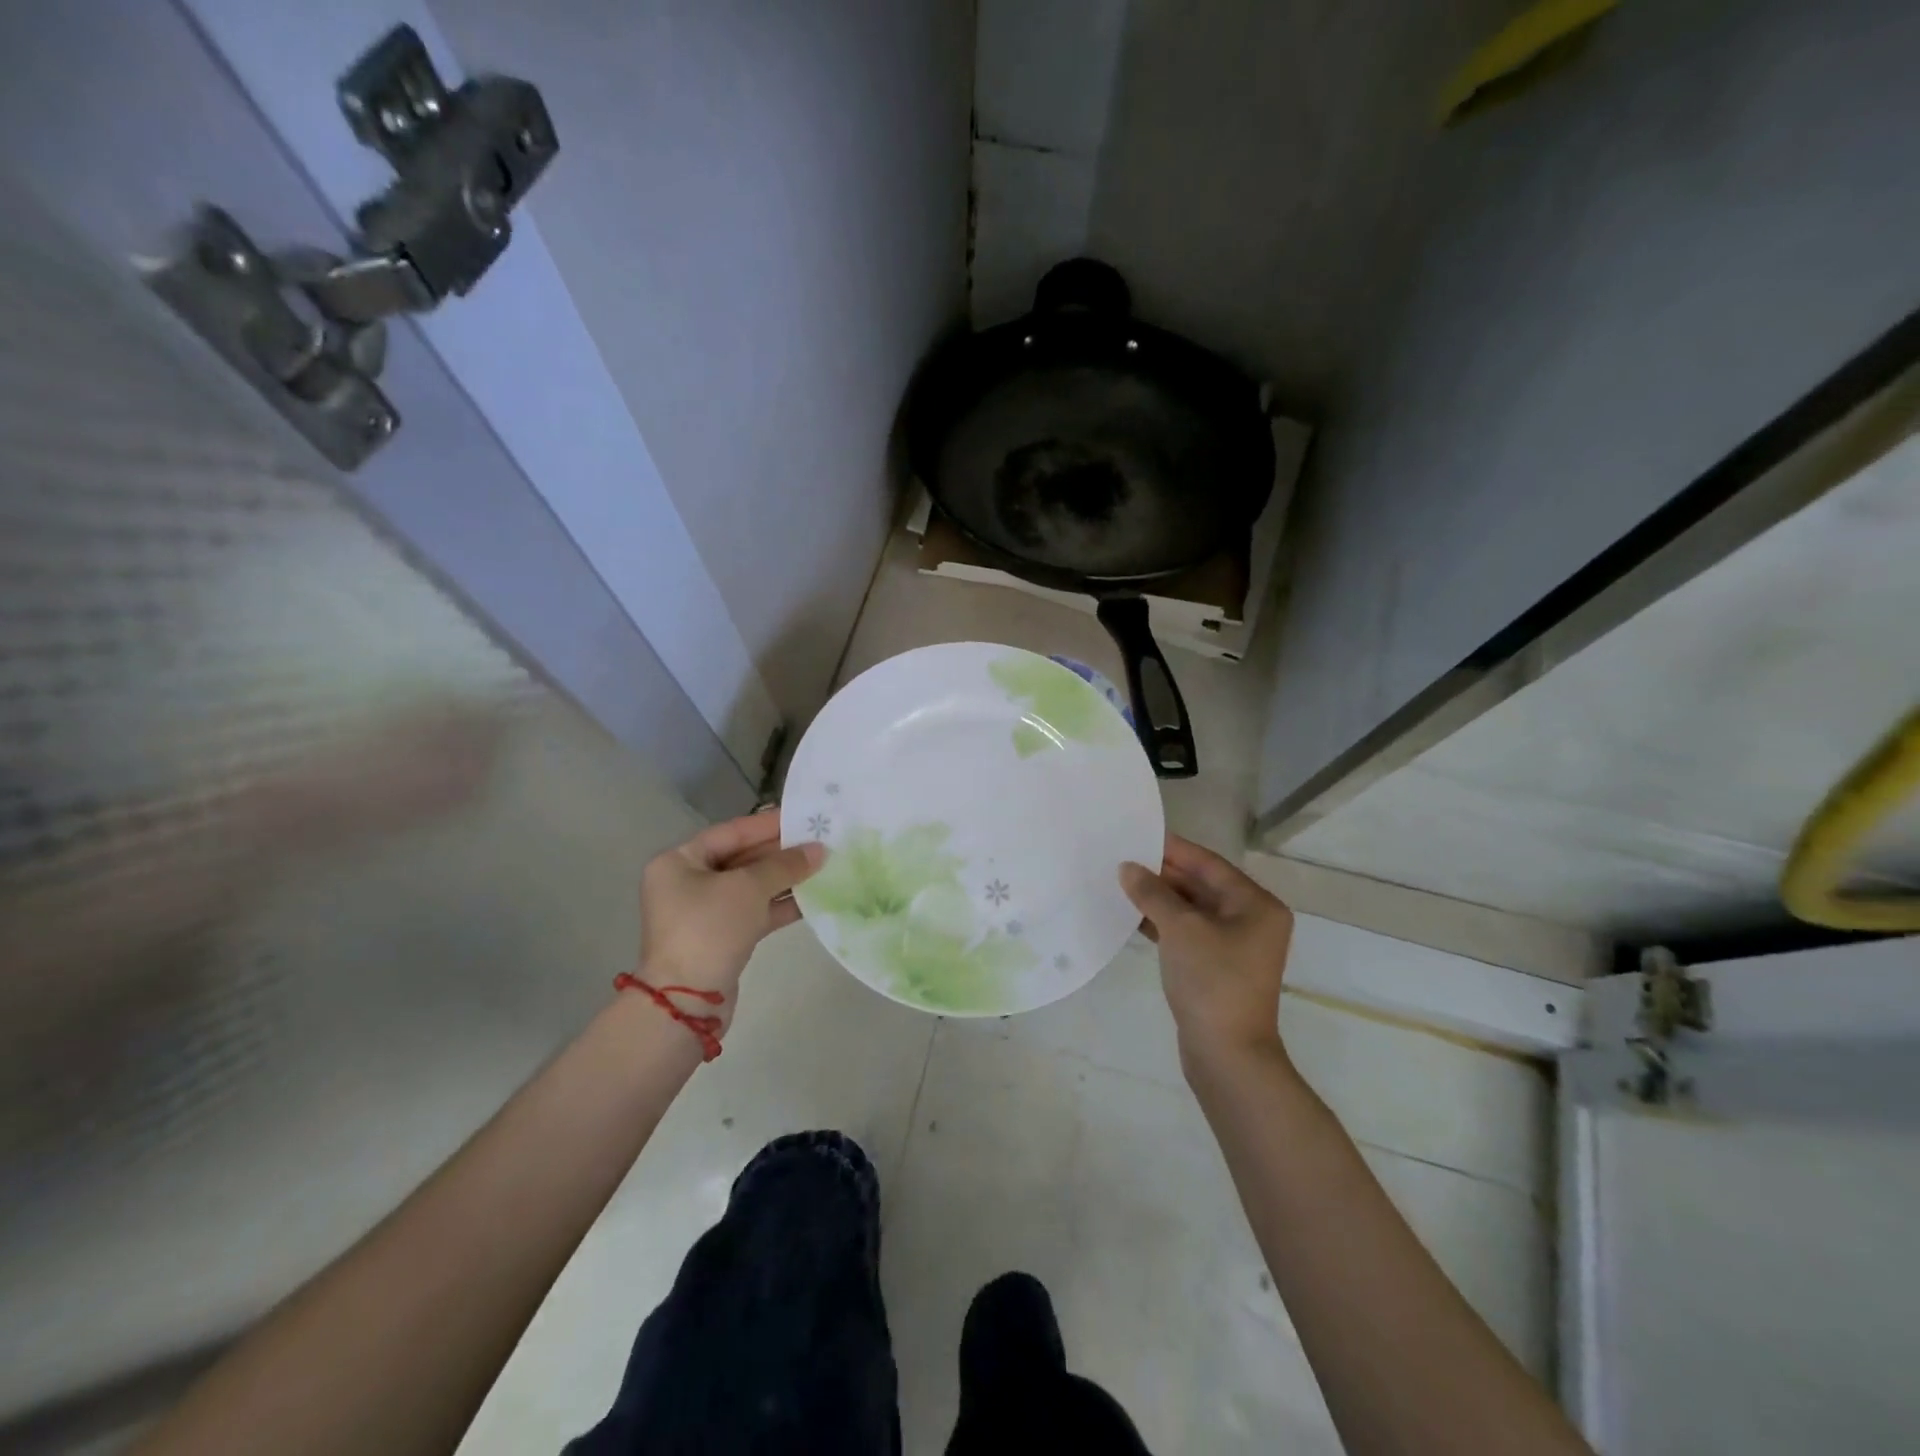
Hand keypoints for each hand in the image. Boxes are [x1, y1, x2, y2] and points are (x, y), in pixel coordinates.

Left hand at [637, 811, 824, 1021]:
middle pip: (742, 858)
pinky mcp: (722, 937)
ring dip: (785, 879)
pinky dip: (780, 905)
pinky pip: (755, 911)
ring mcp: (704, 912)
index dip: (769, 824)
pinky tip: (812, 899)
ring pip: (751, 886)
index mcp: (680, 861)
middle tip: (821, 842)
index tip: (804, 817)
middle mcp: (688, 882)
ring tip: (824, 867)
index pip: (731, 832)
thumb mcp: (748, 888)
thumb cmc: (709, 929)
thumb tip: (819, 850)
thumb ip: (785, 865)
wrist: (686, 1002)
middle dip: (781, 852)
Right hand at [1120, 835, 1294, 1074]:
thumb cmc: (1212, 981)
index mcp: (1256, 905)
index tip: (1139, 834)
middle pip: (1201, 885)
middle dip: (1163, 873)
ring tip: (1122, 883)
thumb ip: (1153, 893)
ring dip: (1159, 898)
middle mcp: (1251, 921)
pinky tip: (1132, 916)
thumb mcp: (1180, 929)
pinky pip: (1187, 933)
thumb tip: (1127, 867)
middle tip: (1123, 858)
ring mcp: (1234, 946)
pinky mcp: (1216, 967)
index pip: (1209, 864)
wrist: (1227, 1054)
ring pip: (1192, 910)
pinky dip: (1163, 923)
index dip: (1173, 849)